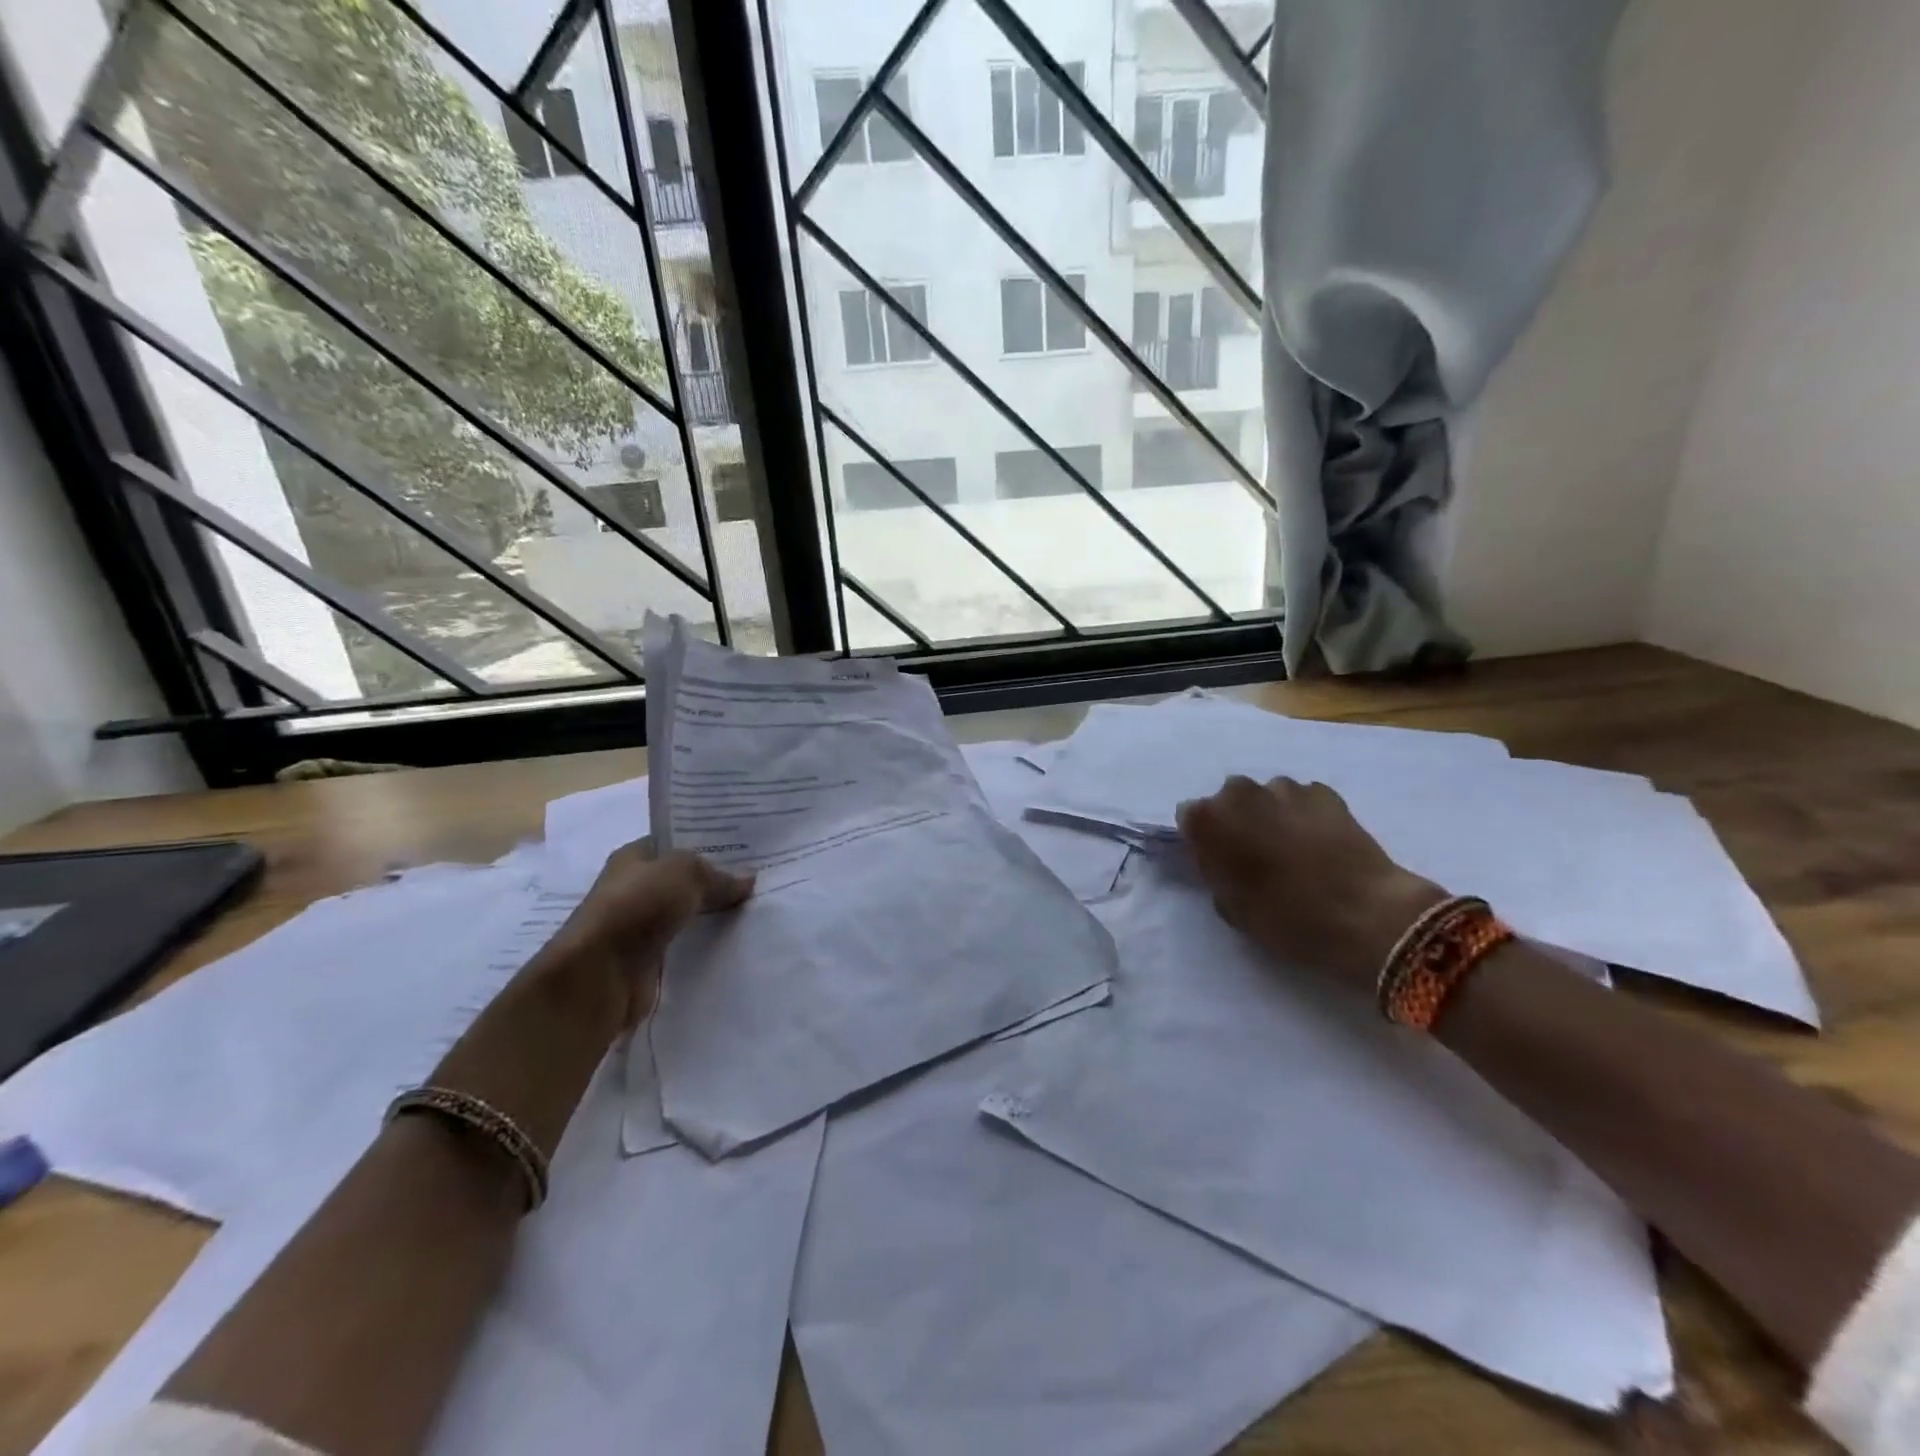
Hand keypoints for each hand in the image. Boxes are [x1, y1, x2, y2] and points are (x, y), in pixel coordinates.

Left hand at [542, 838, 753, 1030]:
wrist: (599, 975)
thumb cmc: (636, 907)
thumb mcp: (685, 873)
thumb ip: (718, 874)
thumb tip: (747, 879)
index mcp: (632, 858)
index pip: (673, 843)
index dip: (705, 843)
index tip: (743, 849)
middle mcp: (632, 888)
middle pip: (681, 880)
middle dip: (713, 881)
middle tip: (757, 880)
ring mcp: (637, 926)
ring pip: (684, 914)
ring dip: (710, 915)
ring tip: (753, 910)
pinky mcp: (645, 961)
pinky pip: (683, 946)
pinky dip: (703, 945)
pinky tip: (733, 942)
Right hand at [1176, 776, 1445, 987]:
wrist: (1367, 916)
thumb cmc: (1287, 919)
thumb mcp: (1231, 907)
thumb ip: (1214, 871)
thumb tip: (1218, 856)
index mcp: (1208, 820)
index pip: (1190, 818)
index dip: (1204, 840)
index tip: (1219, 862)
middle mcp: (1240, 792)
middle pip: (1228, 801)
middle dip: (1237, 821)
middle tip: (1256, 857)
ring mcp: (1285, 788)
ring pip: (1265, 798)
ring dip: (1271, 816)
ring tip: (1292, 850)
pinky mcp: (1325, 793)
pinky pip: (1301, 800)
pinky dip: (1303, 816)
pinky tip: (1319, 844)